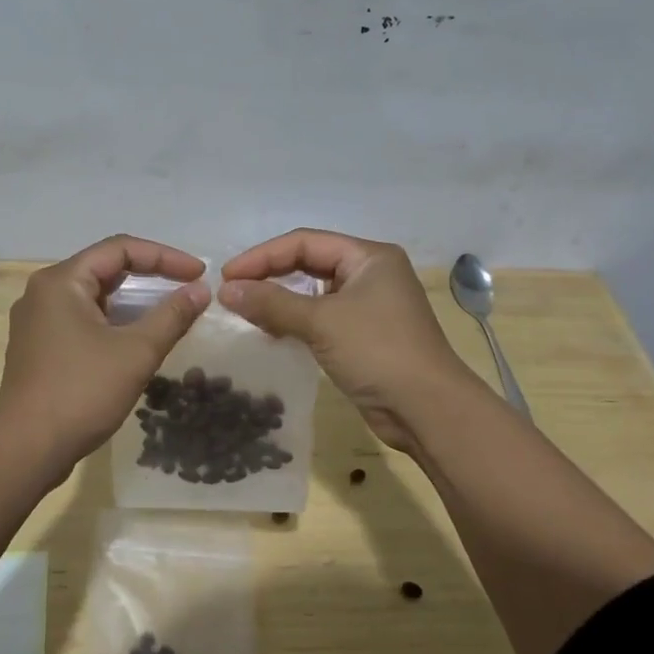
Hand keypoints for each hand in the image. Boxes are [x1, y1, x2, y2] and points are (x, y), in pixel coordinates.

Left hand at [0, 235, 209, 477]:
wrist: (26, 450)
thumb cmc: (81, 393)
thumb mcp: (136, 352)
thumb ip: (171, 316)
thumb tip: (201, 289)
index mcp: (61, 281)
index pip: (120, 248)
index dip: (164, 256)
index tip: (199, 274)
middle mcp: (43, 292)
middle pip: (105, 268)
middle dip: (150, 275)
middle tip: (188, 288)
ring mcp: (37, 321)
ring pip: (94, 296)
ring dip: (133, 300)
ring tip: (169, 312)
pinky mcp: (38, 346)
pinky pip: (82, 319)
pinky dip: (113, 321)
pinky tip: (136, 338)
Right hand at [220, 228, 478, 450]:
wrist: (428, 410)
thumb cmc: (378, 351)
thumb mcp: (321, 322)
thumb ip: (272, 303)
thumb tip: (225, 291)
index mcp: (368, 257)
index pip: (304, 243)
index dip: (262, 256)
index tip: (227, 276)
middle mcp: (370, 274)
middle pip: (309, 263)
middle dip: (269, 275)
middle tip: (232, 292)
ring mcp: (369, 306)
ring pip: (313, 292)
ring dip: (279, 299)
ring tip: (245, 311)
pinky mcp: (364, 335)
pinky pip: (321, 318)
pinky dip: (294, 321)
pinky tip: (270, 332)